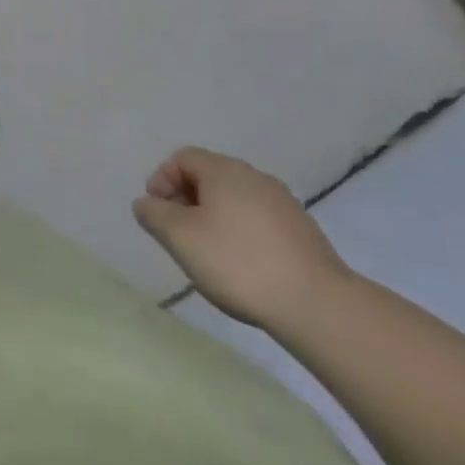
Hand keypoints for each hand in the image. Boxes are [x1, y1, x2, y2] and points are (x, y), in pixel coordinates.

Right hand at [133, 147, 350, 331]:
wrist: (318, 305)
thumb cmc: (238, 263)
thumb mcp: (180, 238)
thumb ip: (154, 215)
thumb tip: (146, 203)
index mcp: (224, 170)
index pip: (182, 158)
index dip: (162, 180)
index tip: (157, 214)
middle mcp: (254, 176)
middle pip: (209, 176)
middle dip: (186, 200)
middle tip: (179, 234)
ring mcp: (283, 202)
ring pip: (235, 199)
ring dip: (214, 217)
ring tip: (209, 253)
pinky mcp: (303, 231)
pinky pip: (259, 219)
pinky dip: (242, 232)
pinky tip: (244, 265)